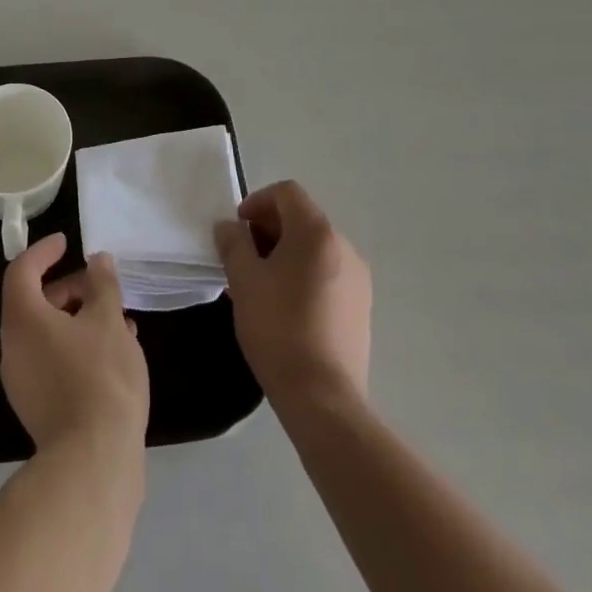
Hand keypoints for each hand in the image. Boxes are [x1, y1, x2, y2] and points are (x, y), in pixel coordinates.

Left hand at [0, 233, 149, 455]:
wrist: (94, 463)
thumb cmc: (100, 377)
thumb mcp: (109, 320)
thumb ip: (102, 284)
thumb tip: (97, 261)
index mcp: (22, 319)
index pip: (22, 270)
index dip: (43, 251)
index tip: (67, 243)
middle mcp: (13, 347)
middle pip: (34, 303)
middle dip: (70, 289)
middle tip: (102, 287)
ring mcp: (22, 382)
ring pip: (47, 334)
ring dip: (79, 320)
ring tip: (118, 321)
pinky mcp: (38, 409)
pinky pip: (53, 361)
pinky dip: (77, 347)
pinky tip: (114, 354)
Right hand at [214, 180, 371, 411]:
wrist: (324, 398)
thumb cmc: (279, 329)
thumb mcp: (243, 281)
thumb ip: (233, 244)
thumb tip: (229, 227)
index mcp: (317, 232)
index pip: (287, 193)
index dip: (257, 202)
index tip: (238, 230)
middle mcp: (343, 246)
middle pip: (302, 218)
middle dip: (269, 229)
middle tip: (244, 258)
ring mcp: (358, 278)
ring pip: (315, 247)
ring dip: (286, 253)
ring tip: (261, 284)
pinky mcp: (362, 307)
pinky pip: (328, 273)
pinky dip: (304, 275)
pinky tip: (286, 307)